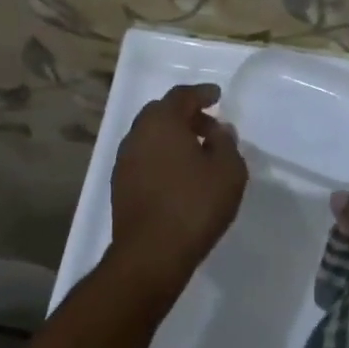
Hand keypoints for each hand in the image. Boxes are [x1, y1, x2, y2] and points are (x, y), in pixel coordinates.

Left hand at [109, 82, 247, 283]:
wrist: (151, 253)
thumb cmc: (195, 205)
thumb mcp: (228, 171)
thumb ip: (226, 143)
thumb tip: (218, 130)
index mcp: (161, 122)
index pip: (182, 96)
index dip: (201, 94)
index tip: (217, 96)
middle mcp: (137, 135)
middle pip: (161, 114)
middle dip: (186, 116)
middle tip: (210, 127)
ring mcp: (124, 161)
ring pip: (151, 137)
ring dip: (173, 138)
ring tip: (198, 154)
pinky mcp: (120, 185)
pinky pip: (145, 159)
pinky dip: (162, 158)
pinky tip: (180, 177)